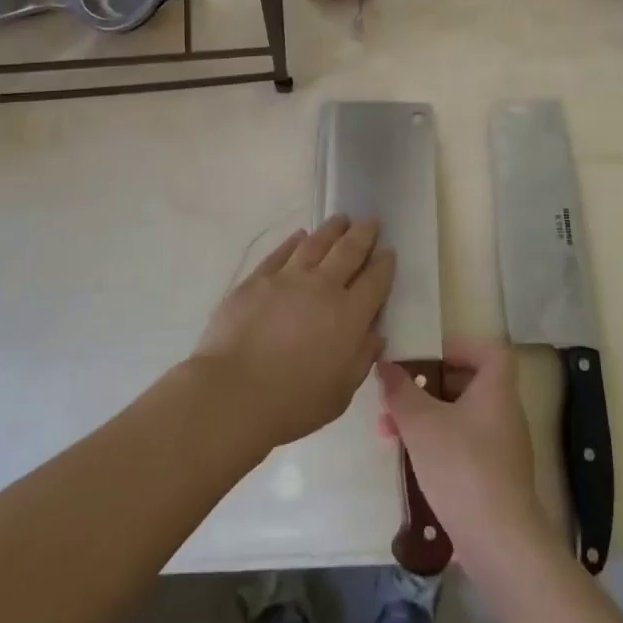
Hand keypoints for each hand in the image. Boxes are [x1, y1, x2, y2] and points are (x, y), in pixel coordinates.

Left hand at [194, 215, 394, 448]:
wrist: (233, 393)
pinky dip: (294, 241)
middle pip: (349, 251)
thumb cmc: (292, 403)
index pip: (375, 280)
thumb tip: (374, 334)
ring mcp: (287, 279)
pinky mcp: (257, 279)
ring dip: (332, 229)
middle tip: (371, 221)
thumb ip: (361, 358)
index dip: (384, 264)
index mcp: (350, 316)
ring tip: (342, 219)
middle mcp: (323, 287)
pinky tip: (301, 236)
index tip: (389, 251)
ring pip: (316, 243)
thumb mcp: (341, 393)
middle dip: (363, 234)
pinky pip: (281, 252)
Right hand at [377, 337, 546, 565]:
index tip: (428, 357)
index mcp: (497, 390)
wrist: (498, 540)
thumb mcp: (421, 423)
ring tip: (389, 432)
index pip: (489, 351)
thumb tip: (385, 365)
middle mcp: (506, 413)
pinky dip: (438, 444)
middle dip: (428, 387)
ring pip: (461, 418)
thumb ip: (401, 391)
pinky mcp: (496, 478)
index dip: (460, 347)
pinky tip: (410, 461)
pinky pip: (464, 446)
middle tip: (398, 396)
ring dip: (427, 419)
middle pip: (469, 384)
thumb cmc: (461, 466)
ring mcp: (503, 448)